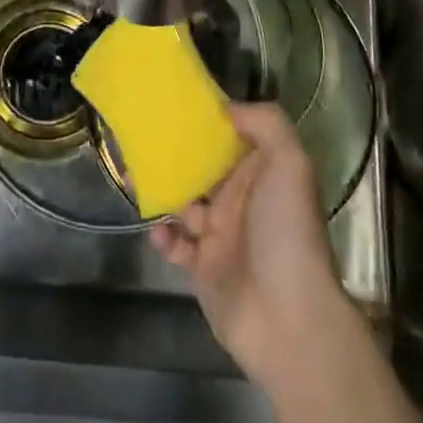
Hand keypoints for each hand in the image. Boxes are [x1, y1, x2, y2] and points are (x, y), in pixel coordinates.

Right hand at [150, 104, 349, 386]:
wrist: (288, 319)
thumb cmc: (287, 232)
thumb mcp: (290, 163)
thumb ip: (265, 124)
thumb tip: (226, 108)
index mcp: (262, 173)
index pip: (232, 137)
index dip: (207, 121)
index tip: (174, 103)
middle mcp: (241, 199)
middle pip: (202, 167)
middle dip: (174, 153)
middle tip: (139, 138)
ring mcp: (221, 235)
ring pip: (182, 202)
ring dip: (160, 189)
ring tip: (131, 176)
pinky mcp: (203, 268)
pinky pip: (175, 244)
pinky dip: (162, 235)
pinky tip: (159, 230)